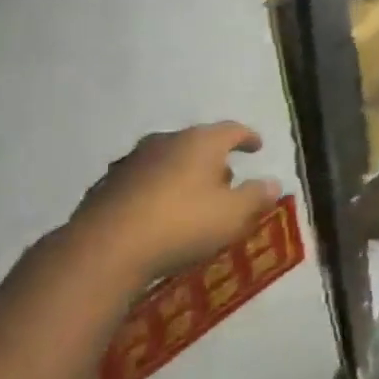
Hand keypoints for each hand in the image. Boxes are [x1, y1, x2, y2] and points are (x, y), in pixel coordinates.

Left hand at [61, 122, 281, 287]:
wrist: (106, 248)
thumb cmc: (182, 224)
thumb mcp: (233, 215)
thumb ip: (256, 196)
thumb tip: (273, 183)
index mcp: (201, 142)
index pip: (232, 130)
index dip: (248, 138)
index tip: (257, 147)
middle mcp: (166, 141)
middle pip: (197, 143)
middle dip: (214, 159)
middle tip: (227, 180)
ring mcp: (132, 161)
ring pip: (167, 161)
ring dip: (182, 174)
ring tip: (192, 197)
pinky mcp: (108, 184)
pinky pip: (143, 182)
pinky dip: (156, 191)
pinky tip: (157, 213)